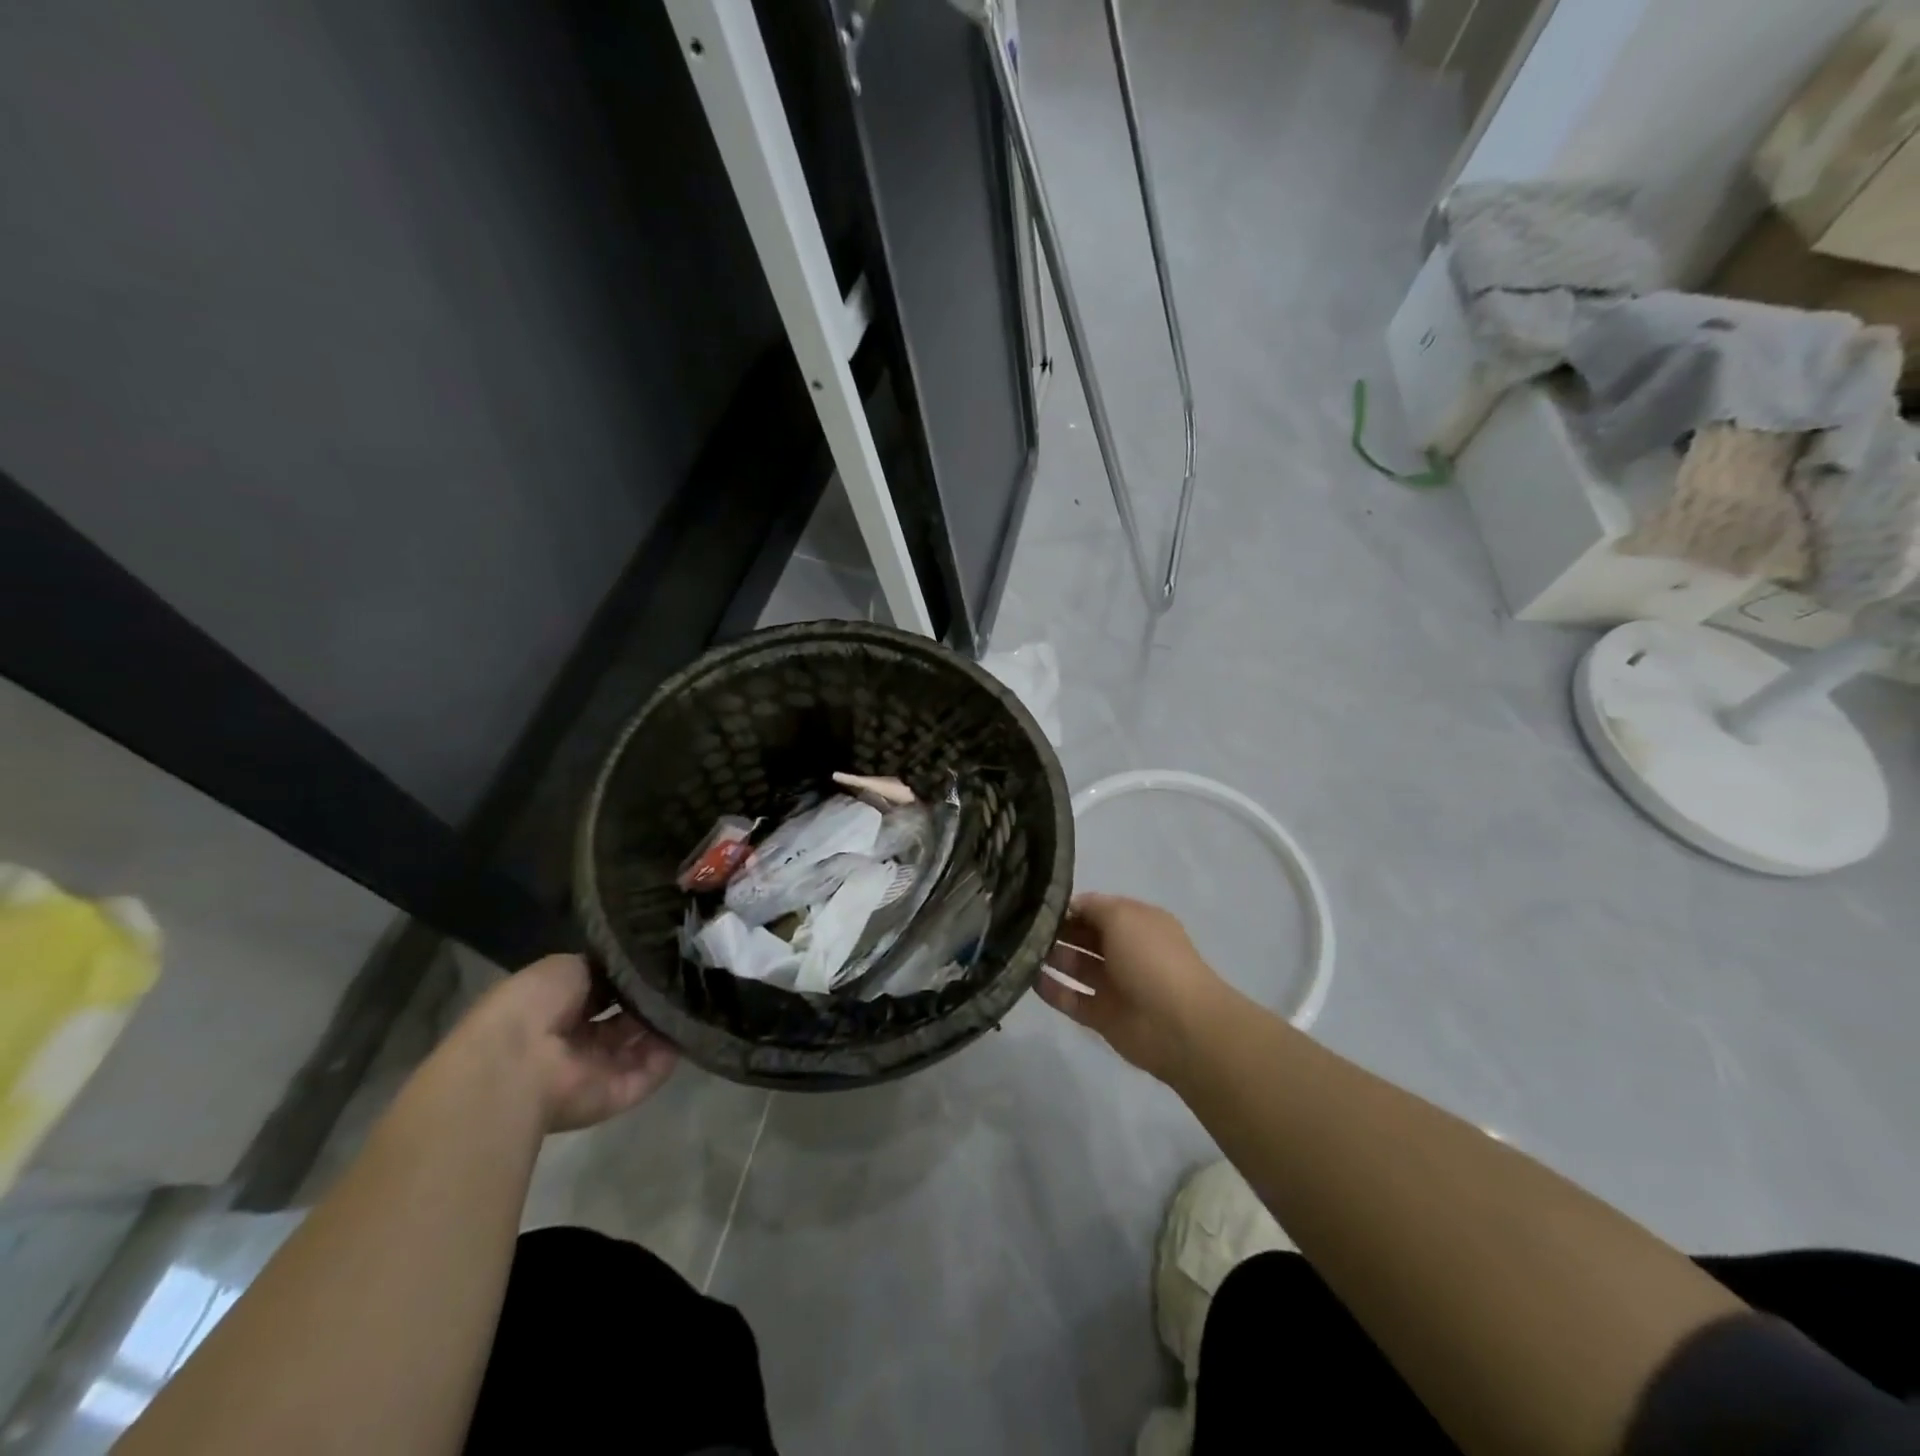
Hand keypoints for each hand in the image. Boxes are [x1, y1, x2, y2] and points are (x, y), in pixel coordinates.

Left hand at [451, 955, 678, 1132]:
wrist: (518, 1063)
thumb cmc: (534, 1005)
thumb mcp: (568, 967)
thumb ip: (602, 968)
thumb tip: (630, 968)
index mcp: (556, 1010)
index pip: (601, 993)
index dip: (627, 978)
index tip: (657, 960)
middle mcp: (575, 1043)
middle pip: (623, 1021)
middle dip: (648, 1001)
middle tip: (680, 978)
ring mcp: (594, 1072)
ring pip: (639, 1046)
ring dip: (663, 1024)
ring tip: (691, 996)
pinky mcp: (614, 1096)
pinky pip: (650, 1073)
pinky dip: (670, 1052)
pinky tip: (688, 1025)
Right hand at [1036, 893, 1233, 1084]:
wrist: (1179, 1025)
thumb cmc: (1151, 959)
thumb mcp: (1123, 916)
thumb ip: (1093, 907)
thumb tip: (1069, 906)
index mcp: (1137, 923)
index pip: (1097, 908)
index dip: (1069, 906)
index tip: (1038, 904)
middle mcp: (1125, 950)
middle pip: (1084, 936)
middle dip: (1057, 930)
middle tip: (1023, 926)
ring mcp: (1114, 985)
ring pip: (1076, 967)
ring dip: (1051, 957)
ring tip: (1020, 949)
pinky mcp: (1102, 1016)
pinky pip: (1071, 999)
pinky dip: (1052, 990)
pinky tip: (1029, 978)